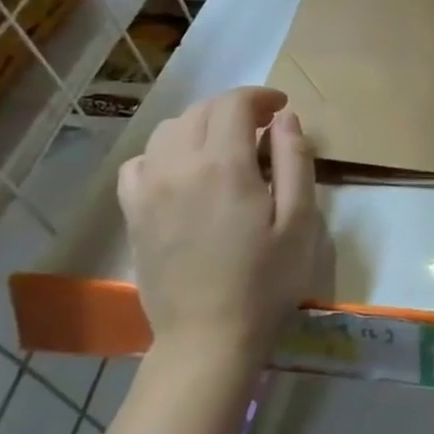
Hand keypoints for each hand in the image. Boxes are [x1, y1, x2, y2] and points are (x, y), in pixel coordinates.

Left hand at [117, 86, 316, 371]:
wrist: (209, 337)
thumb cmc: (267, 280)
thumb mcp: (301, 220)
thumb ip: (295, 161)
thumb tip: (286, 118)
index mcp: (224, 165)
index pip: (234, 103)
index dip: (260, 96)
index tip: (281, 108)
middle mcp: (179, 165)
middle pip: (201, 111)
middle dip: (234, 108)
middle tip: (263, 127)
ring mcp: (148, 189)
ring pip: (169, 130)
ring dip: (201, 125)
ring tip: (226, 146)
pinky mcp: (133, 212)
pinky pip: (141, 162)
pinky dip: (165, 152)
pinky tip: (185, 171)